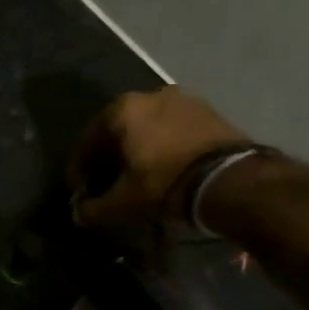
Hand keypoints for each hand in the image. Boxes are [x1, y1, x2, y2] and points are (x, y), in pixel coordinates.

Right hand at [67, 90, 248, 227]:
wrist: (230, 179)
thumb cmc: (164, 183)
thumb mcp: (122, 202)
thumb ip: (94, 208)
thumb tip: (78, 214)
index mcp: (123, 110)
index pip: (88, 139)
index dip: (78, 167)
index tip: (78, 189)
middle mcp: (150, 95)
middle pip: (117, 129)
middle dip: (108, 156)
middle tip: (104, 181)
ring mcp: (183, 99)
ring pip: (146, 126)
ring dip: (135, 148)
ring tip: (134, 175)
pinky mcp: (208, 111)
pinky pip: (171, 128)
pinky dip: (160, 145)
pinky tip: (160, 167)